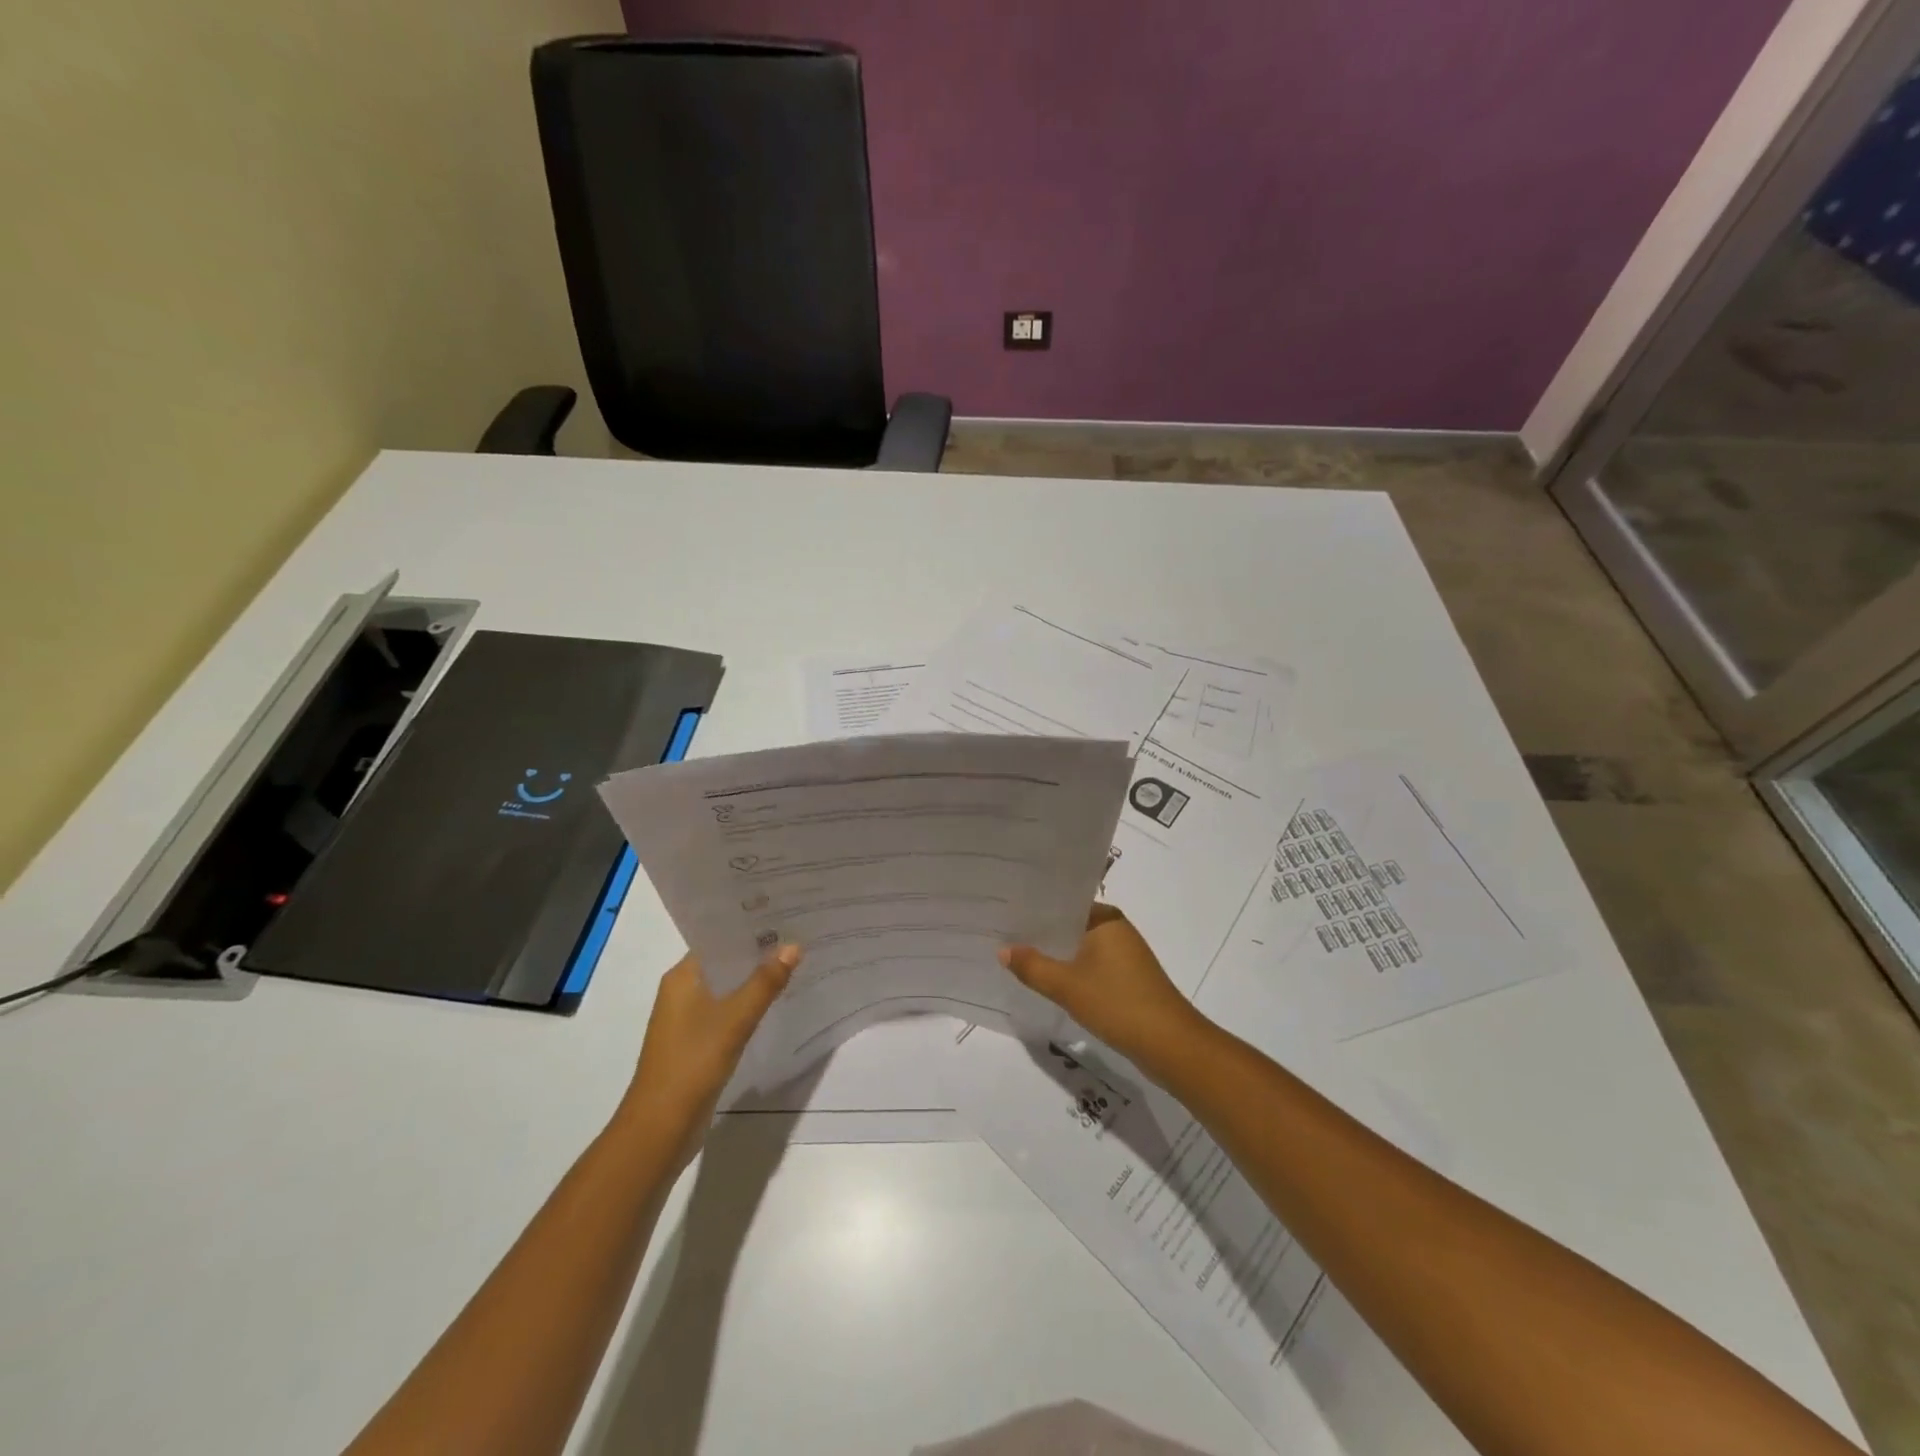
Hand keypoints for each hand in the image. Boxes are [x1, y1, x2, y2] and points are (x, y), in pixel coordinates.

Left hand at [620, 946, 799, 1163]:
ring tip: (795, 965)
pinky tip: (776, 1004)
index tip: (784, 915)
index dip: (749, 927)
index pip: (718, 939)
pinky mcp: (696, 1043)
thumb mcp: (735, 1018)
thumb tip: (794, 946)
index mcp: (682, 977)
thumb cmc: (692, 1062)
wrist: (660, 1128)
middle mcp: (681, 992)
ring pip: (727, 989)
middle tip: (799, 937)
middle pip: (725, 963)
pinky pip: (726, 1013)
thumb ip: (765, 981)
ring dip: (755, 980)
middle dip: (758, 953)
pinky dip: (748, 1006)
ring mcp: (687, 1020)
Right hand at [1000, 905, 1210, 1077]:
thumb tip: (1003, 949)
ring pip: (1079, 949)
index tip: (1003, 912)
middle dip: (1040, 934)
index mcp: (1105, 918)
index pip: (1063, 904)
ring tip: (1017, 958)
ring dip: (1055, 955)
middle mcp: (1117, 929)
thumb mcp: (1066, 985)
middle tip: (1001, 935)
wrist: (1170, 1045)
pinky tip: (1047, 982)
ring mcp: (1125, 955)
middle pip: (1070, 927)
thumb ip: (1032, 966)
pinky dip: (1070, 972)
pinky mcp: (1128, 979)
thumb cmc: (1117, 1003)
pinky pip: (1090, 967)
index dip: (1033, 910)